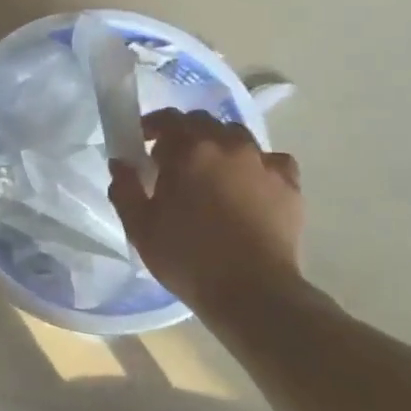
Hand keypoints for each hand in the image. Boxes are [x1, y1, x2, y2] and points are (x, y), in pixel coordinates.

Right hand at [108, 110, 305, 309]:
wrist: (252, 292)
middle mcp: (228, 146)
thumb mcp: (140, 228)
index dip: (152, 126)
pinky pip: (271, 161)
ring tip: (212, 172)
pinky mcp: (289, 185)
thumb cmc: (187, 258)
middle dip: (185, 134)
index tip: (142, 142)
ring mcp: (263, 162)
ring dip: (220, 146)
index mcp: (189, 151)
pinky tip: (251, 185)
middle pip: (203, 123)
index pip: (168, 119)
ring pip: (237, 137)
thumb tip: (120, 163)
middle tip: (172, 161)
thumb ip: (125, 189)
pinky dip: (257, 166)